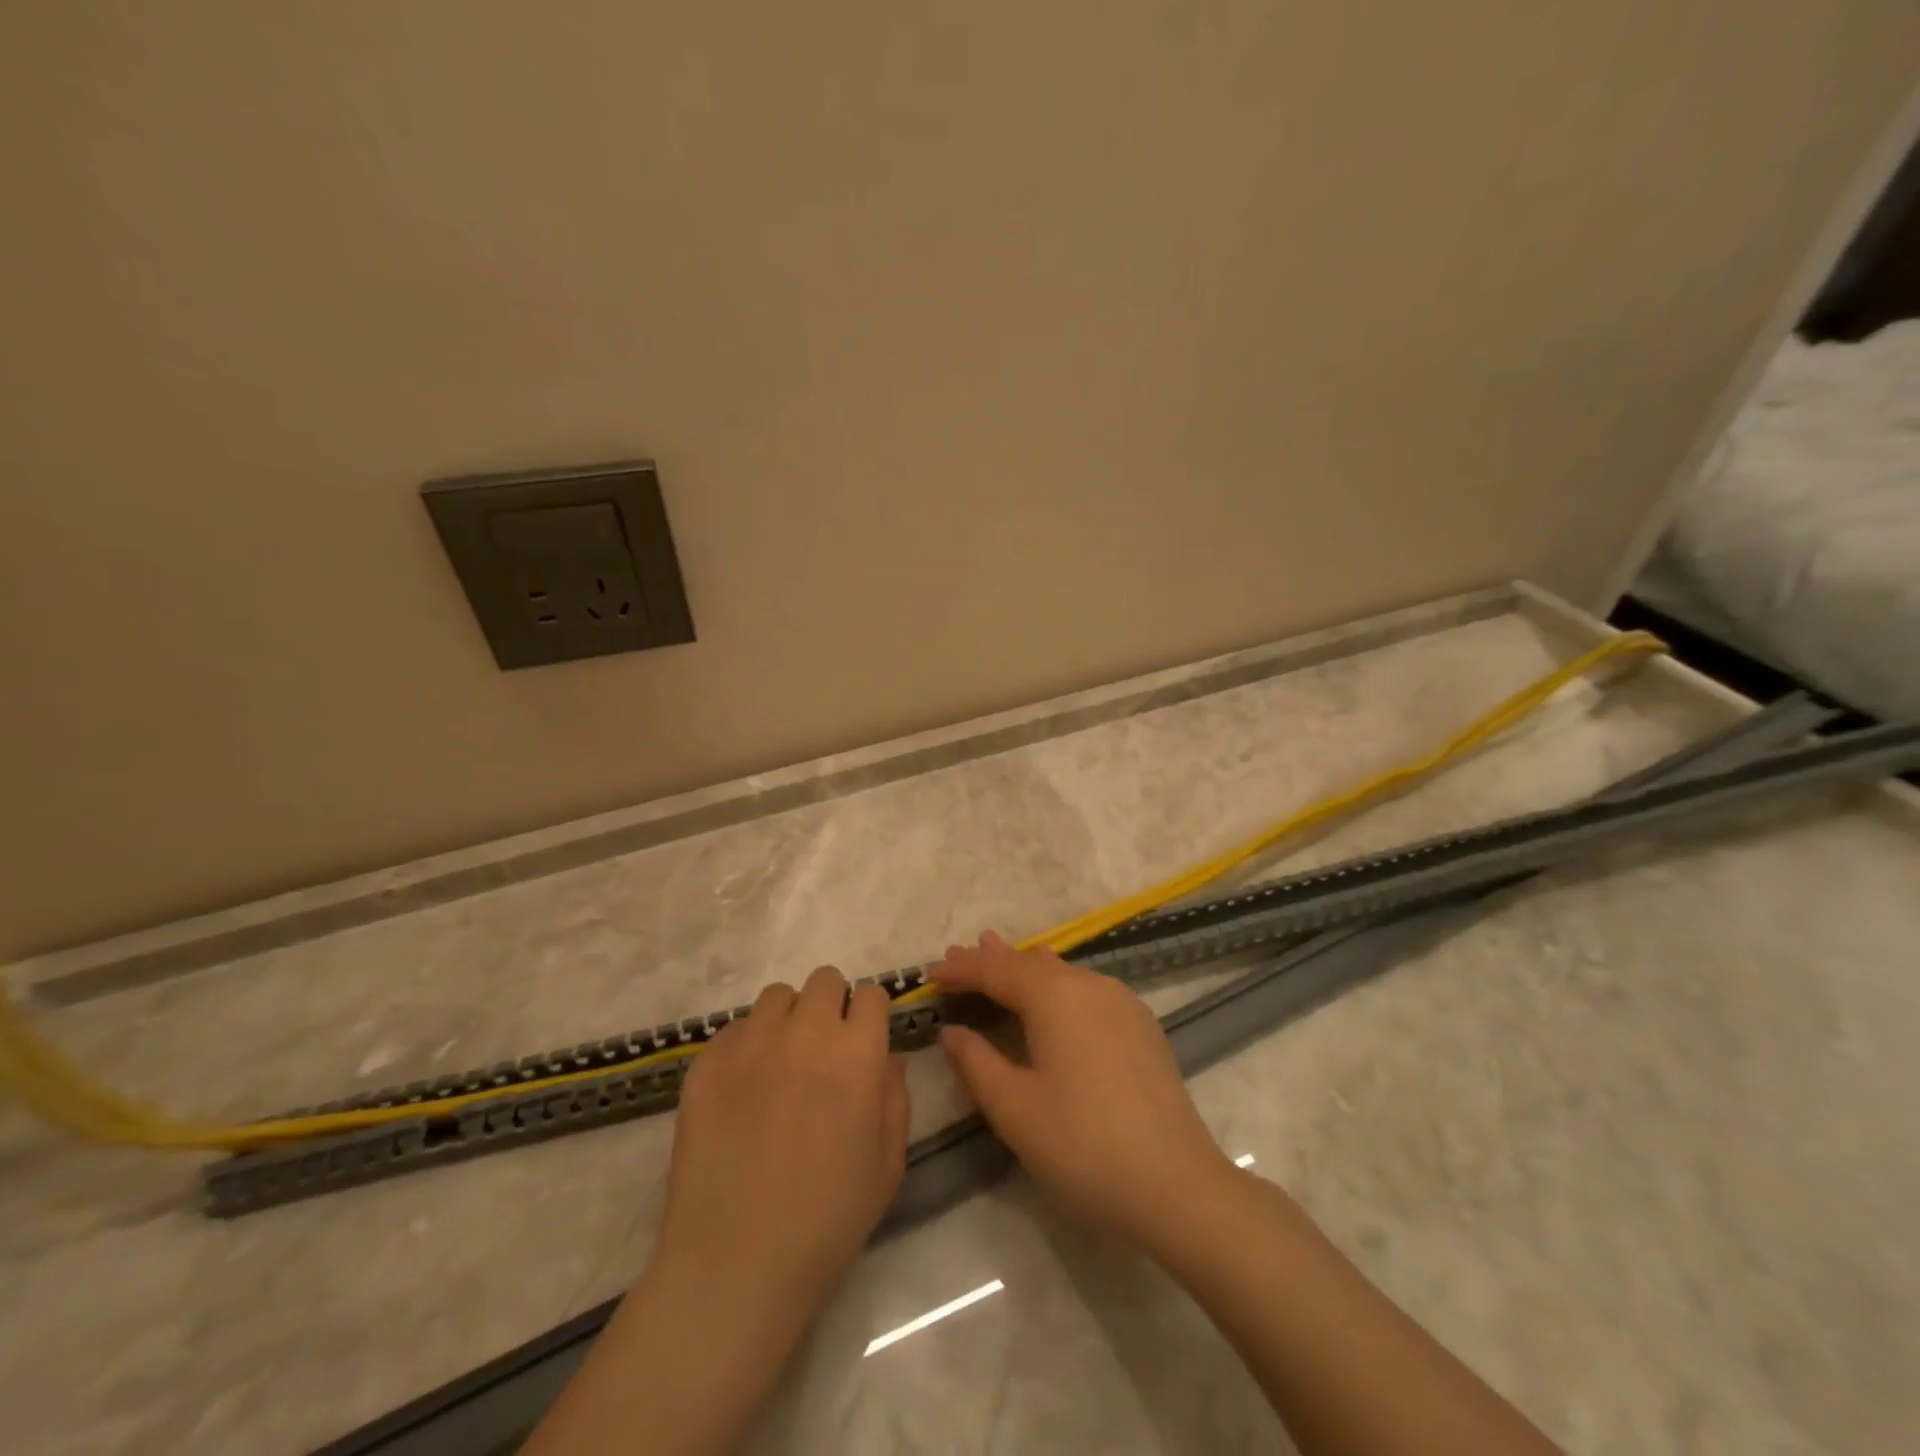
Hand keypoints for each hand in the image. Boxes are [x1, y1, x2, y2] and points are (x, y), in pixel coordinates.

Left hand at [527, 969, 908, 1455]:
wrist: (734, 1268)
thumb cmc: (827, 1222)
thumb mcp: (888, 1165)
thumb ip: (895, 1097)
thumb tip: (886, 1057)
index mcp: (857, 1054)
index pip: (871, 994)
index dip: (870, 1016)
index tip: (864, 1041)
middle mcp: (806, 1033)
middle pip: (824, 980)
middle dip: (831, 1007)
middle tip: (822, 1052)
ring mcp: (751, 1043)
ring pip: (777, 997)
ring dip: (788, 1020)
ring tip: (781, 1065)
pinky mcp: (706, 1062)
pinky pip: (735, 1029)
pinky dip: (747, 1046)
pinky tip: (742, 1092)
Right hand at [934, 931, 1233, 1251]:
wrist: (1177, 1185)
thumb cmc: (1083, 1146)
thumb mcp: (1015, 1109)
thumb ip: (976, 1063)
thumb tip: (951, 1031)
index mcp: (1055, 996)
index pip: (996, 971)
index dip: (961, 970)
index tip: (930, 974)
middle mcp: (1089, 985)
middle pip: (1030, 964)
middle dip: (991, 961)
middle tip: (958, 954)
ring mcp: (1121, 1002)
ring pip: (1061, 972)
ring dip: (1025, 967)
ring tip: (998, 951)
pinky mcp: (1140, 1025)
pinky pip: (1086, 988)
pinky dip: (1057, 983)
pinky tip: (1054, 987)